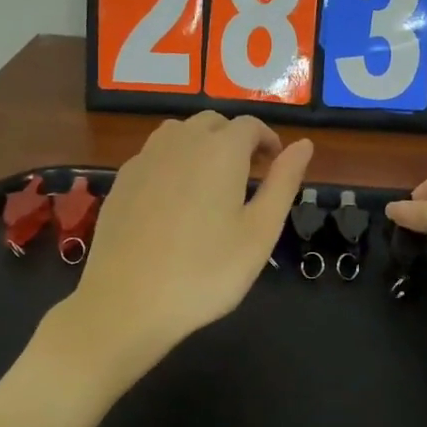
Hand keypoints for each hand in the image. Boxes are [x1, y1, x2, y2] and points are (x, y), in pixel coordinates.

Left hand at [60, 112, 312, 383]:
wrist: (127, 303)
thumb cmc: (206, 272)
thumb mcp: (260, 232)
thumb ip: (284, 182)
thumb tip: (304, 144)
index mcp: (221, 150)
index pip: (249, 125)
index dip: (267, 140)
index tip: (275, 165)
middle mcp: (181, 142)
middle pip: (213, 123)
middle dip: (235, 139)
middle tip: (248, 175)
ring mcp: (145, 159)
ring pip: (179, 133)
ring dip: (201, 145)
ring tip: (211, 182)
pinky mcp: (121, 181)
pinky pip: (154, 155)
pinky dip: (172, 162)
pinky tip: (174, 199)